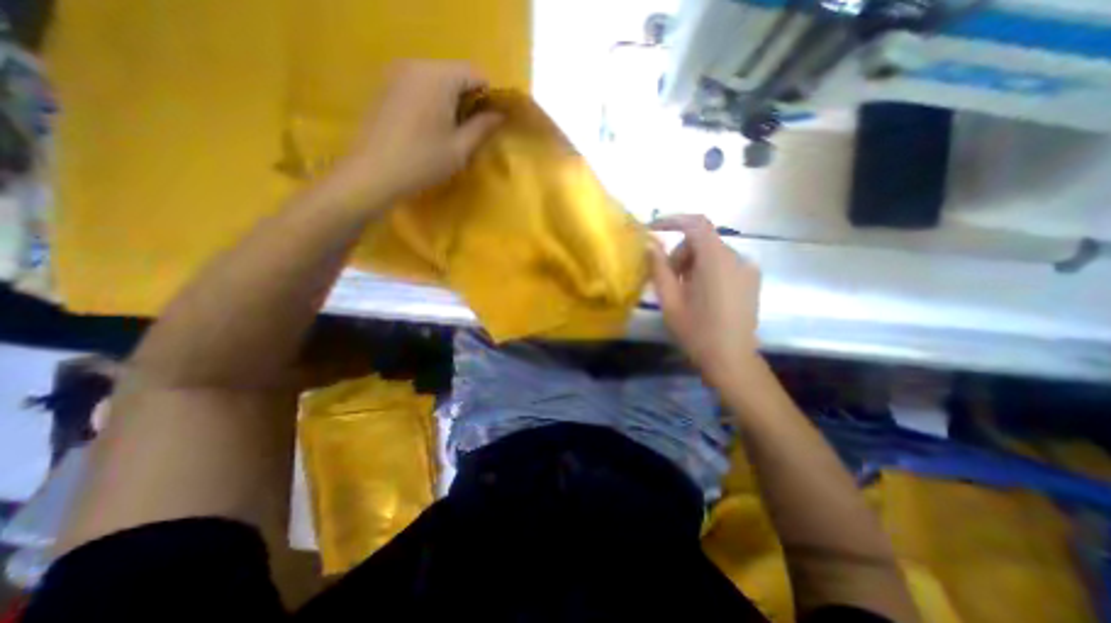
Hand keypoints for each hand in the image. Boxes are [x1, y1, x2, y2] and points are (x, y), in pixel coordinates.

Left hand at [329, 61, 504, 207]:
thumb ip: (482, 127)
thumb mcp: (460, 149)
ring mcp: (396, 74)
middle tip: (469, 129)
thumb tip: (499, 115)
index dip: (487, 95)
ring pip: (435, 79)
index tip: (488, 121)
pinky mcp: (384, 86)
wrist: (373, 173)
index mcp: (438, 78)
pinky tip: (426, 128)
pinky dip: (430, 100)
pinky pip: (417, 85)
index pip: (474, 72)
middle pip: (453, 73)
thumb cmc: (423, 162)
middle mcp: (416, 66)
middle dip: (467, 97)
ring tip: (448, 131)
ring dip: (449, 100)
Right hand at [648, 216, 760, 387]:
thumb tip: (650, 244)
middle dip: (681, 252)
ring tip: (684, 290)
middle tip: (669, 279)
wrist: (731, 360)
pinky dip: (707, 269)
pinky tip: (702, 294)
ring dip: (693, 262)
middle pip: (703, 240)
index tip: (653, 229)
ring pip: (712, 252)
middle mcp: (736, 258)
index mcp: (716, 260)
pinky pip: (724, 264)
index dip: (673, 220)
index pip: (696, 223)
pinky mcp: (751, 281)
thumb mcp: (670, 300)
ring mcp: (747, 269)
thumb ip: (659, 268)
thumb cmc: (696, 331)